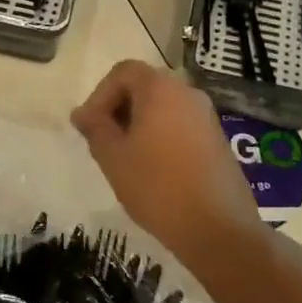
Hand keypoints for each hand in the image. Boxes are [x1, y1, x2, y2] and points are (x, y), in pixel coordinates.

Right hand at [71, 60, 261, 271]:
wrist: (218, 230)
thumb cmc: (157, 186)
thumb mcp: (112, 156)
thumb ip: (95, 128)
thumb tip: (82, 113)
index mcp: (160, 88)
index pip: (122, 72)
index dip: (99, 95)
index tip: (90, 127)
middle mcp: (187, 93)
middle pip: (143, 87)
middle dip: (118, 109)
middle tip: (103, 142)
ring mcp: (207, 117)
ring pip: (162, 107)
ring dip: (138, 125)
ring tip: (125, 159)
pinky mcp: (217, 141)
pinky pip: (180, 125)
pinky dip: (160, 137)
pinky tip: (152, 170)